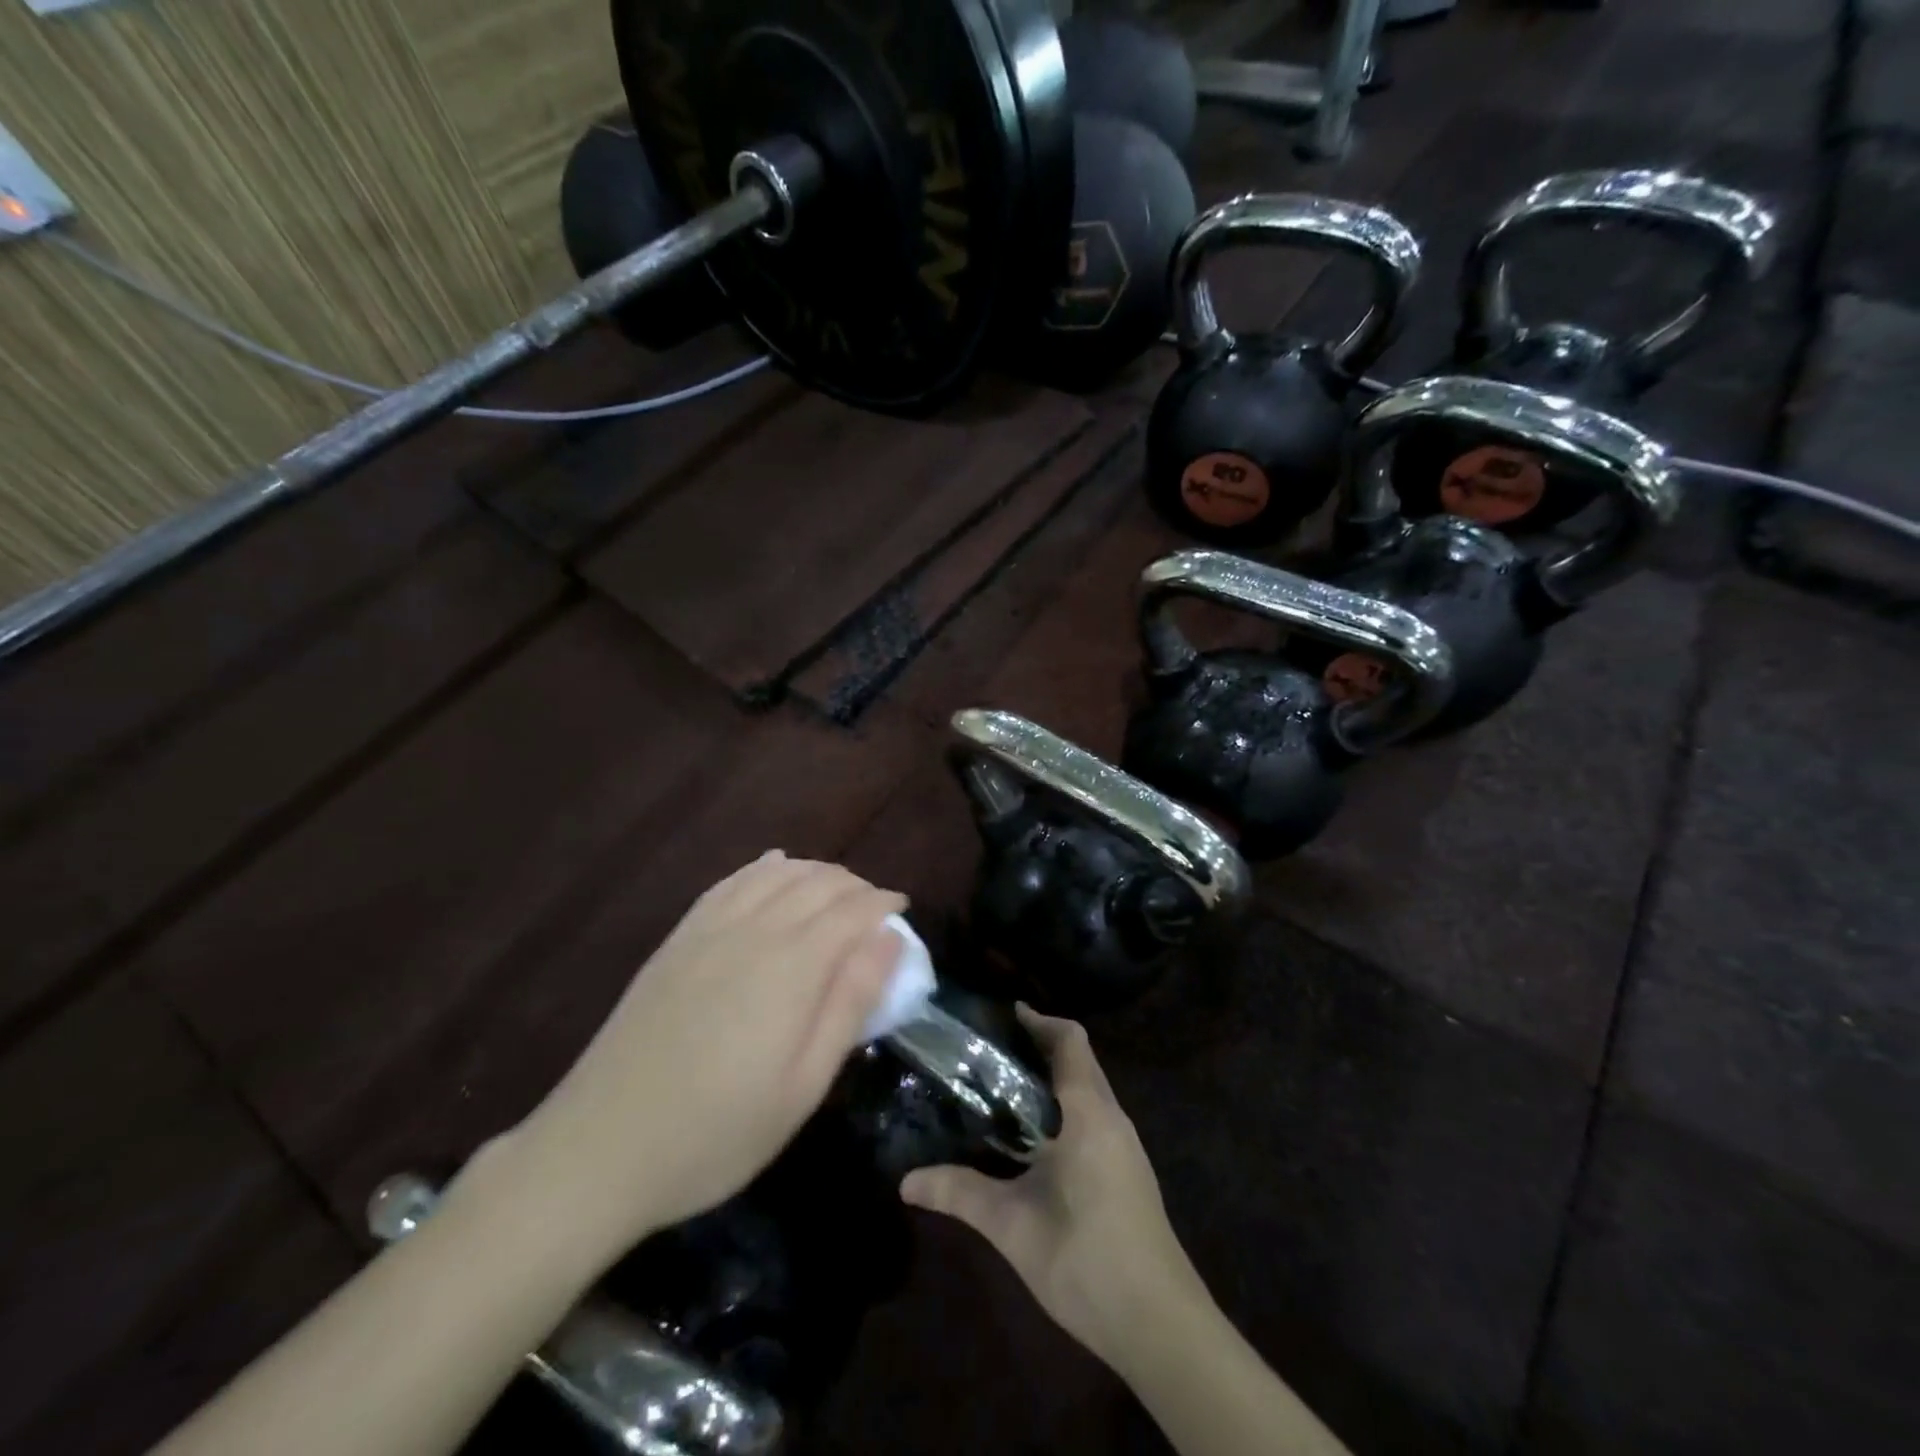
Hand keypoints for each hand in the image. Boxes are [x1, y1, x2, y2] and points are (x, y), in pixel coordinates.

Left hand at [512, 852, 904, 1258]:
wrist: (599, 1149)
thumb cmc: (717, 1132)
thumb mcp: (803, 1086)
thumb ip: (850, 1004)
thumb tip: (890, 940)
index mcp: (792, 966)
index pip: (852, 910)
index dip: (884, 904)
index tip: (903, 913)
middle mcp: (753, 931)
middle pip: (817, 884)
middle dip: (855, 886)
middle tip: (875, 910)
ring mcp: (708, 930)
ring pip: (775, 875)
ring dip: (815, 873)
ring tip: (836, 890)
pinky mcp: (677, 940)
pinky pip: (729, 883)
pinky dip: (762, 870)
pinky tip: (774, 869)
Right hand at [901, 1008, 1202, 1372]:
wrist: (1161, 1324)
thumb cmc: (1086, 1258)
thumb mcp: (1013, 1226)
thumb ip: (960, 1194)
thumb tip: (905, 1180)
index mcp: (1087, 1112)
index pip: (1070, 1041)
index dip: (1039, 1021)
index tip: (1003, 1015)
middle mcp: (1110, 1117)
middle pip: (1079, 1060)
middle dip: (1040, 1047)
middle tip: (990, 1050)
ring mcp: (1125, 1145)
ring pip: (1089, 1090)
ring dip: (1053, 1079)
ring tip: (1003, 1088)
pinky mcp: (1128, 1171)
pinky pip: (1095, 1116)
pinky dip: (1065, 1107)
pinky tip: (1034, 1138)